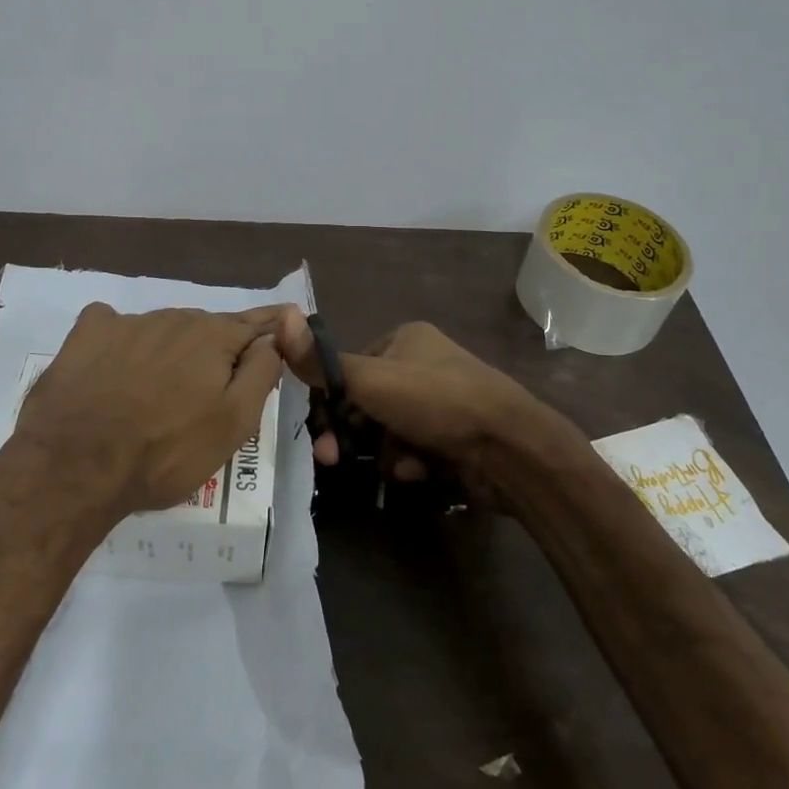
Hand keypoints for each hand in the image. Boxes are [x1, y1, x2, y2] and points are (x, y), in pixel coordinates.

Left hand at [13, 304, 284, 516]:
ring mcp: (126, 322)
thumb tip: (273, 338)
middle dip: (213, 352)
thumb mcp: (234, 423)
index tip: (284, 324)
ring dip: (170, 352)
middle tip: (206, 394)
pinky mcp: (86, 334)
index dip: (270, 327)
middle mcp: (173, 317)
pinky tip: (113, 371)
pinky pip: (115, 328)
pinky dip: (122, 344)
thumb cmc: (165, 452)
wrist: (75, 467)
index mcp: (213, 336)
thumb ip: (261, 373)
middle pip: (206, 329)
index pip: (254, 323)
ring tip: (156, 395)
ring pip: (162, 331)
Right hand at [270, 309, 539, 494]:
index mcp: (404, 338)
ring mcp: (443, 401)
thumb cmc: (435, 401)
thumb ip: (321, 362)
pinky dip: (413, 461)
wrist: (509, 447)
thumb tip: (279, 318)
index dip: (331, 402)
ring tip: (398, 465)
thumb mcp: (370, 380)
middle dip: (356, 435)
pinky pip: (417, 448)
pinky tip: (422, 471)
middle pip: (368, 403)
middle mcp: (423, 364)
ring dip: (386, 452)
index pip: (350, 368)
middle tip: (336, 461)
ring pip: (390, 431)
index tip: (319, 433)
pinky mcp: (457, 435)